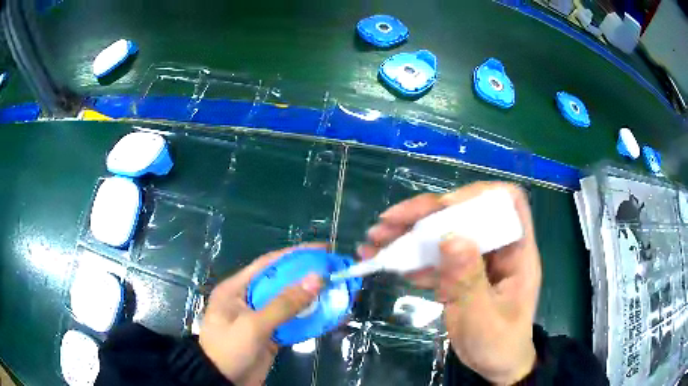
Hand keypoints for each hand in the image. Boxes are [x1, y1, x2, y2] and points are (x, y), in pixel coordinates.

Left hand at [199, 244, 324, 385]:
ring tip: (338, 292)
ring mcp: (260, 318)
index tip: (322, 250)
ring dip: (312, 300)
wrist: (223, 382)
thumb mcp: (253, 325)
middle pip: (282, 283)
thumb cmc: (230, 349)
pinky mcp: (270, 335)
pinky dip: (310, 320)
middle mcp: (248, 298)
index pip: (268, 264)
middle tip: (335, 272)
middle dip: (308, 277)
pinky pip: (292, 323)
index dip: (295, 255)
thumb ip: (284, 304)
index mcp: (236, 288)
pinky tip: (329, 316)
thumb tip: (317, 278)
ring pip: (290, 303)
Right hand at [359, 182, 540, 384]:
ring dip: (409, 233)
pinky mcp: (459, 274)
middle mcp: (497, 248)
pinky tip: (385, 262)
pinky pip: (435, 257)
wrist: (495, 364)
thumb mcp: (484, 319)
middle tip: (388, 221)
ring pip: (444, 233)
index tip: (443, 207)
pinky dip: (410, 258)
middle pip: (465, 213)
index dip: (478, 195)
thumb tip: (451, 238)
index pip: (508, 202)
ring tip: (375, 240)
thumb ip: (470, 282)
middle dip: (426, 213)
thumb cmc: (498, 344)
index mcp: (517, 252)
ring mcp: (476, 260)